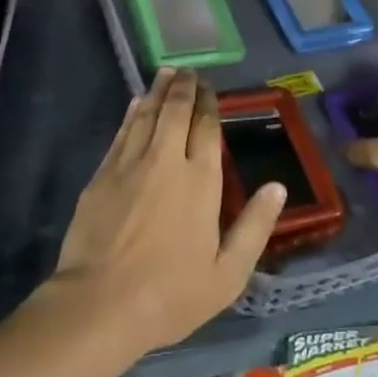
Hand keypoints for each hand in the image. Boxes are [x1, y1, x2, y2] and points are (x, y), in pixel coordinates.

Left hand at [46, 68, 284, 353]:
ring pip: (147, 115)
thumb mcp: (227, 274)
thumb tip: (278, 187)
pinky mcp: (101, 176)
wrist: (98, 305)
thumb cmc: (170, 294)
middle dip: (184, 87)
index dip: (210, 104)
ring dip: (158, 92)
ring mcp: (130, 165)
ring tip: (166, 73)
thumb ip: (254, 227)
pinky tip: (136, 104)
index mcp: (201, 180)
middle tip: (188, 71)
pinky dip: (132, 114)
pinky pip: (122, 133)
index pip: (207, 128)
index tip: (210, 88)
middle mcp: (166, 161)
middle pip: (176, 111)